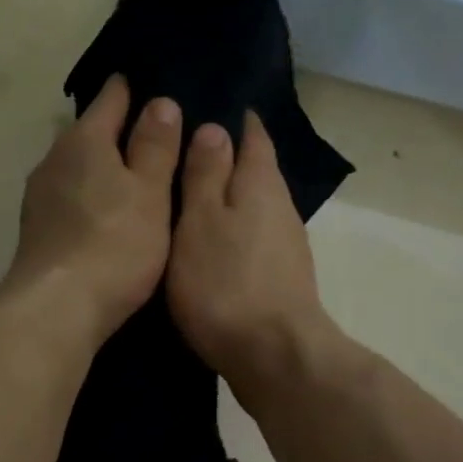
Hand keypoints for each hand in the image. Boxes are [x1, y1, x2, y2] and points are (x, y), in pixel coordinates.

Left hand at [5, 76, 180, 344]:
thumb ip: (155, 147)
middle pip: (90, 133)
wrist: (57, 309)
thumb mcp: (150, 193)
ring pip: (77, 168)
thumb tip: (160, 103)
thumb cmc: (114, 244)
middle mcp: (53, 160)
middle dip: (119, 132)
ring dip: (102, 168)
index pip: (112, 98)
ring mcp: (39, 197)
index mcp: (83, 140)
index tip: (156, 85)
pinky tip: (106, 213)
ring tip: (135, 176)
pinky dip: (90, 197)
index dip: (134, 89)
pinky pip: (70, 198)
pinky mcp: (36, 230)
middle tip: (157, 137)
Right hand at [167, 112, 333, 394]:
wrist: (272, 356)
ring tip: (185, 197)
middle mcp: (279, 207)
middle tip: (179, 152)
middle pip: (253, 170)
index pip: (252, 134)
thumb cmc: (226, 283)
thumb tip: (215, 128)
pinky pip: (249, 238)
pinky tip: (206, 243)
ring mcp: (283, 245)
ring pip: (250, 207)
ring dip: (224, 198)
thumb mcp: (200, 221)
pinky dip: (229, 232)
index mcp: (260, 183)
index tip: (201, 105)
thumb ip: (205, 174)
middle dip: (224, 158)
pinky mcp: (278, 278)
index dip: (231, 117)